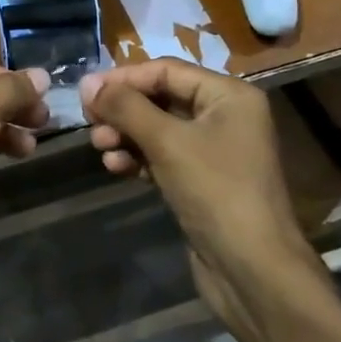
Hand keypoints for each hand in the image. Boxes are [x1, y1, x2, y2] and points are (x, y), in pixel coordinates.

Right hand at [80, 59, 317, 341]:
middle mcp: (224, 116)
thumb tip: (89, 84)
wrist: (254, 271)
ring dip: (125, 134)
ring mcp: (214, 151)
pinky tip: (116, 168)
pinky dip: (138, 158)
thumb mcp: (167, 142)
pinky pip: (162, 156)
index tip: (86, 93)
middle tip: (89, 123)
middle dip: (123, 110)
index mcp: (228, 96)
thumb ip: (126, 107)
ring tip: (100, 147)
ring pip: (158, 129)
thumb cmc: (216, 192)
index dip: (124, 78)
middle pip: (160, 98)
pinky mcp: (202, 181)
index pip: (166, 70)